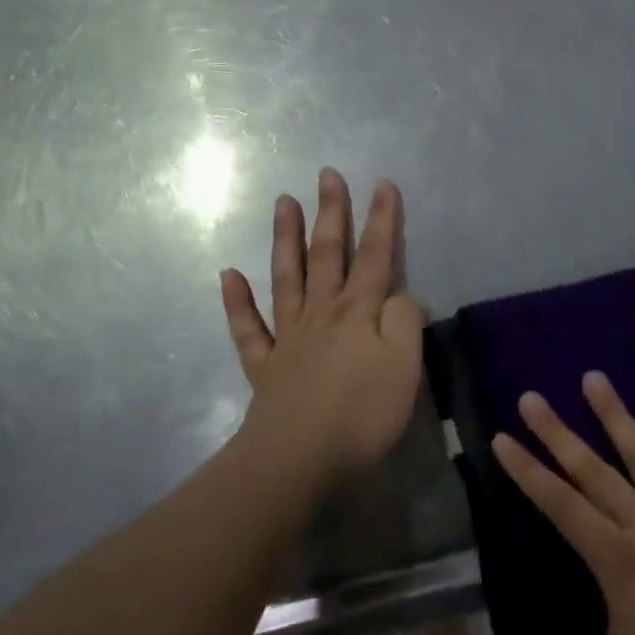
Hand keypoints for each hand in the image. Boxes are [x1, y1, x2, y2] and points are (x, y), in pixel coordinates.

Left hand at [220, 169, 424, 488]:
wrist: (298, 459)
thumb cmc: (361, 414)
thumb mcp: (405, 366)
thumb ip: (405, 322)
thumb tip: (398, 296)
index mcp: (359, 312)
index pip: (375, 256)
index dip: (382, 219)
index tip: (383, 183)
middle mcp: (322, 313)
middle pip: (327, 254)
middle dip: (331, 213)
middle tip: (326, 175)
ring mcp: (289, 337)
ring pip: (287, 277)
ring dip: (286, 238)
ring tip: (282, 202)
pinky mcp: (265, 366)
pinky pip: (248, 328)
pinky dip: (237, 300)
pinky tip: (229, 274)